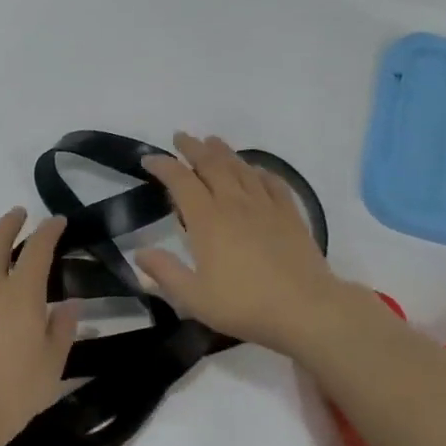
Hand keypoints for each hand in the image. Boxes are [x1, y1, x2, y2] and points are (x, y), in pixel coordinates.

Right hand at [137, 133, 350, 354]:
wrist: (306, 308)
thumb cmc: (245, 305)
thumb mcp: (195, 298)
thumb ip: (165, 273)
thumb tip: (139, 253)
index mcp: (207, 220)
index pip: (180, 181)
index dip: (163, 166)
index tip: (149, 159)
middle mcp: (234, 203)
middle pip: (211, 164)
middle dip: (193, 148)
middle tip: (181, 137)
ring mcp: (265, 206)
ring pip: (241, 168)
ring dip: (224, 152)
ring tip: (212, 141)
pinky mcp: (290, 214)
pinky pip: (272, 182)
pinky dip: (259, 171)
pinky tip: (256, 171)